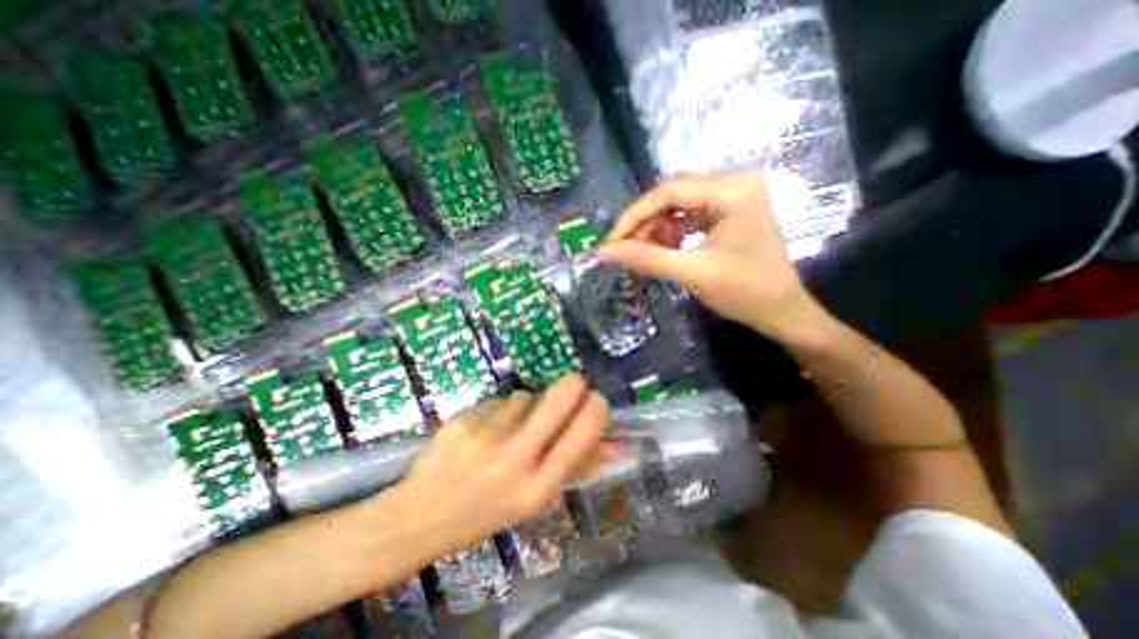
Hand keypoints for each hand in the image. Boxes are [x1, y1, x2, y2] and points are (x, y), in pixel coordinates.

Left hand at [389, 374, 602, 558]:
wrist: (421, 515)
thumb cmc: (487, 512)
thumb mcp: (535, 500)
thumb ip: (575, 467)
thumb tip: (613, 442)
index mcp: (537, 487)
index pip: (581, 435)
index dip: (596, 410)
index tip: (597, 400)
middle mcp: (513, 458)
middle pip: (557, 400)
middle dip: (574, 385)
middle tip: (576, 383)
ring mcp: (486, 434)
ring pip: (526, 396)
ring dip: (530, 404)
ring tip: (514, 427)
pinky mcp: (465, 418)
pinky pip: (499, 400)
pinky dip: (503, 408)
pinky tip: (488, 428)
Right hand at [596, 170, 829, 338]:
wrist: (783, 312)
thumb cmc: (745, 293)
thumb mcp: (691, 273)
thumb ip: (646, 258)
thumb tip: (603, 252)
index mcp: (732, 190)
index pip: (669, 192)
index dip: (634, 216)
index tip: (610, 242)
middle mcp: (734, 182)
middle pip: (672, 194)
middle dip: (645, 222)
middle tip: (623, 250)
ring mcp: (733, 196)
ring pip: (678, 204)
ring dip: (656, 227)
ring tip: (642, 253)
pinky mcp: (729, 212)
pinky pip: (689, 214)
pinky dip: (671, 231)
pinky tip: (663, 249)